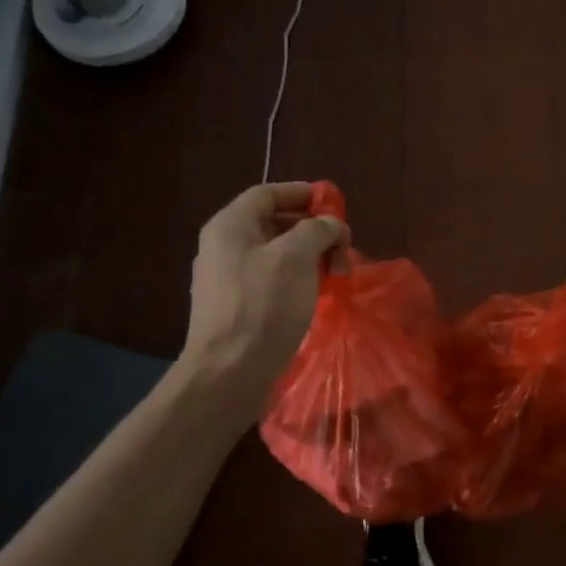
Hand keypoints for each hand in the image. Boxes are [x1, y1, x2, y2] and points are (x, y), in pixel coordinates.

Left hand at [183, 182, 346, 406]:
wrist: (229, 372)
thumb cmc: (263, 306)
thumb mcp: (296, 257)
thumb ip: (318, 229)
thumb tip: (331, 225)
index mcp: (230, 226)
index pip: (267, 193)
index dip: (303, 193)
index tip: (334, 205)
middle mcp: (222, 247)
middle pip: (272, 223)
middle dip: (312, 231)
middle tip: (342, 248)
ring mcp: (225, 280)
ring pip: (274, 255)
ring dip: (308, 258)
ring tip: (335, 275)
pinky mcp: (234, 308)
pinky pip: (269, 281)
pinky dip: (296, 280)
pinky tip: (315, 296)